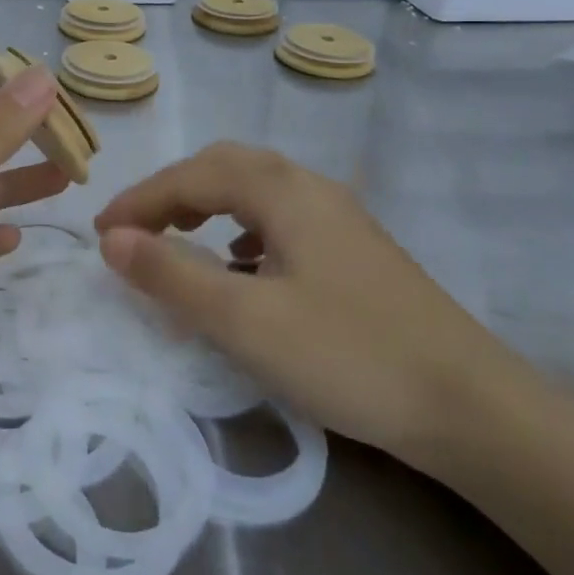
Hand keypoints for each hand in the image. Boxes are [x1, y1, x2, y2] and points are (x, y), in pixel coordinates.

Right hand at [94, 143, 537, 465]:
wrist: (472, 408)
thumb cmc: (347, 356)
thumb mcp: (243, 320)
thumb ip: (172, 274)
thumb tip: (112, 240)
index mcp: (282, 191)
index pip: (191, 176)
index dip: (139, 200)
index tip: (100, 234)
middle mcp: (311, 187)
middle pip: (225, 166)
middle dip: (171, 191)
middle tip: (136, 230)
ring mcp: (339, 216)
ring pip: (255, 188)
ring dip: (207, 203)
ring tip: (178, 238)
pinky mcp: (355, 248)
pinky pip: (280, 216)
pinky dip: (241, 227)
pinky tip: (241, 266)